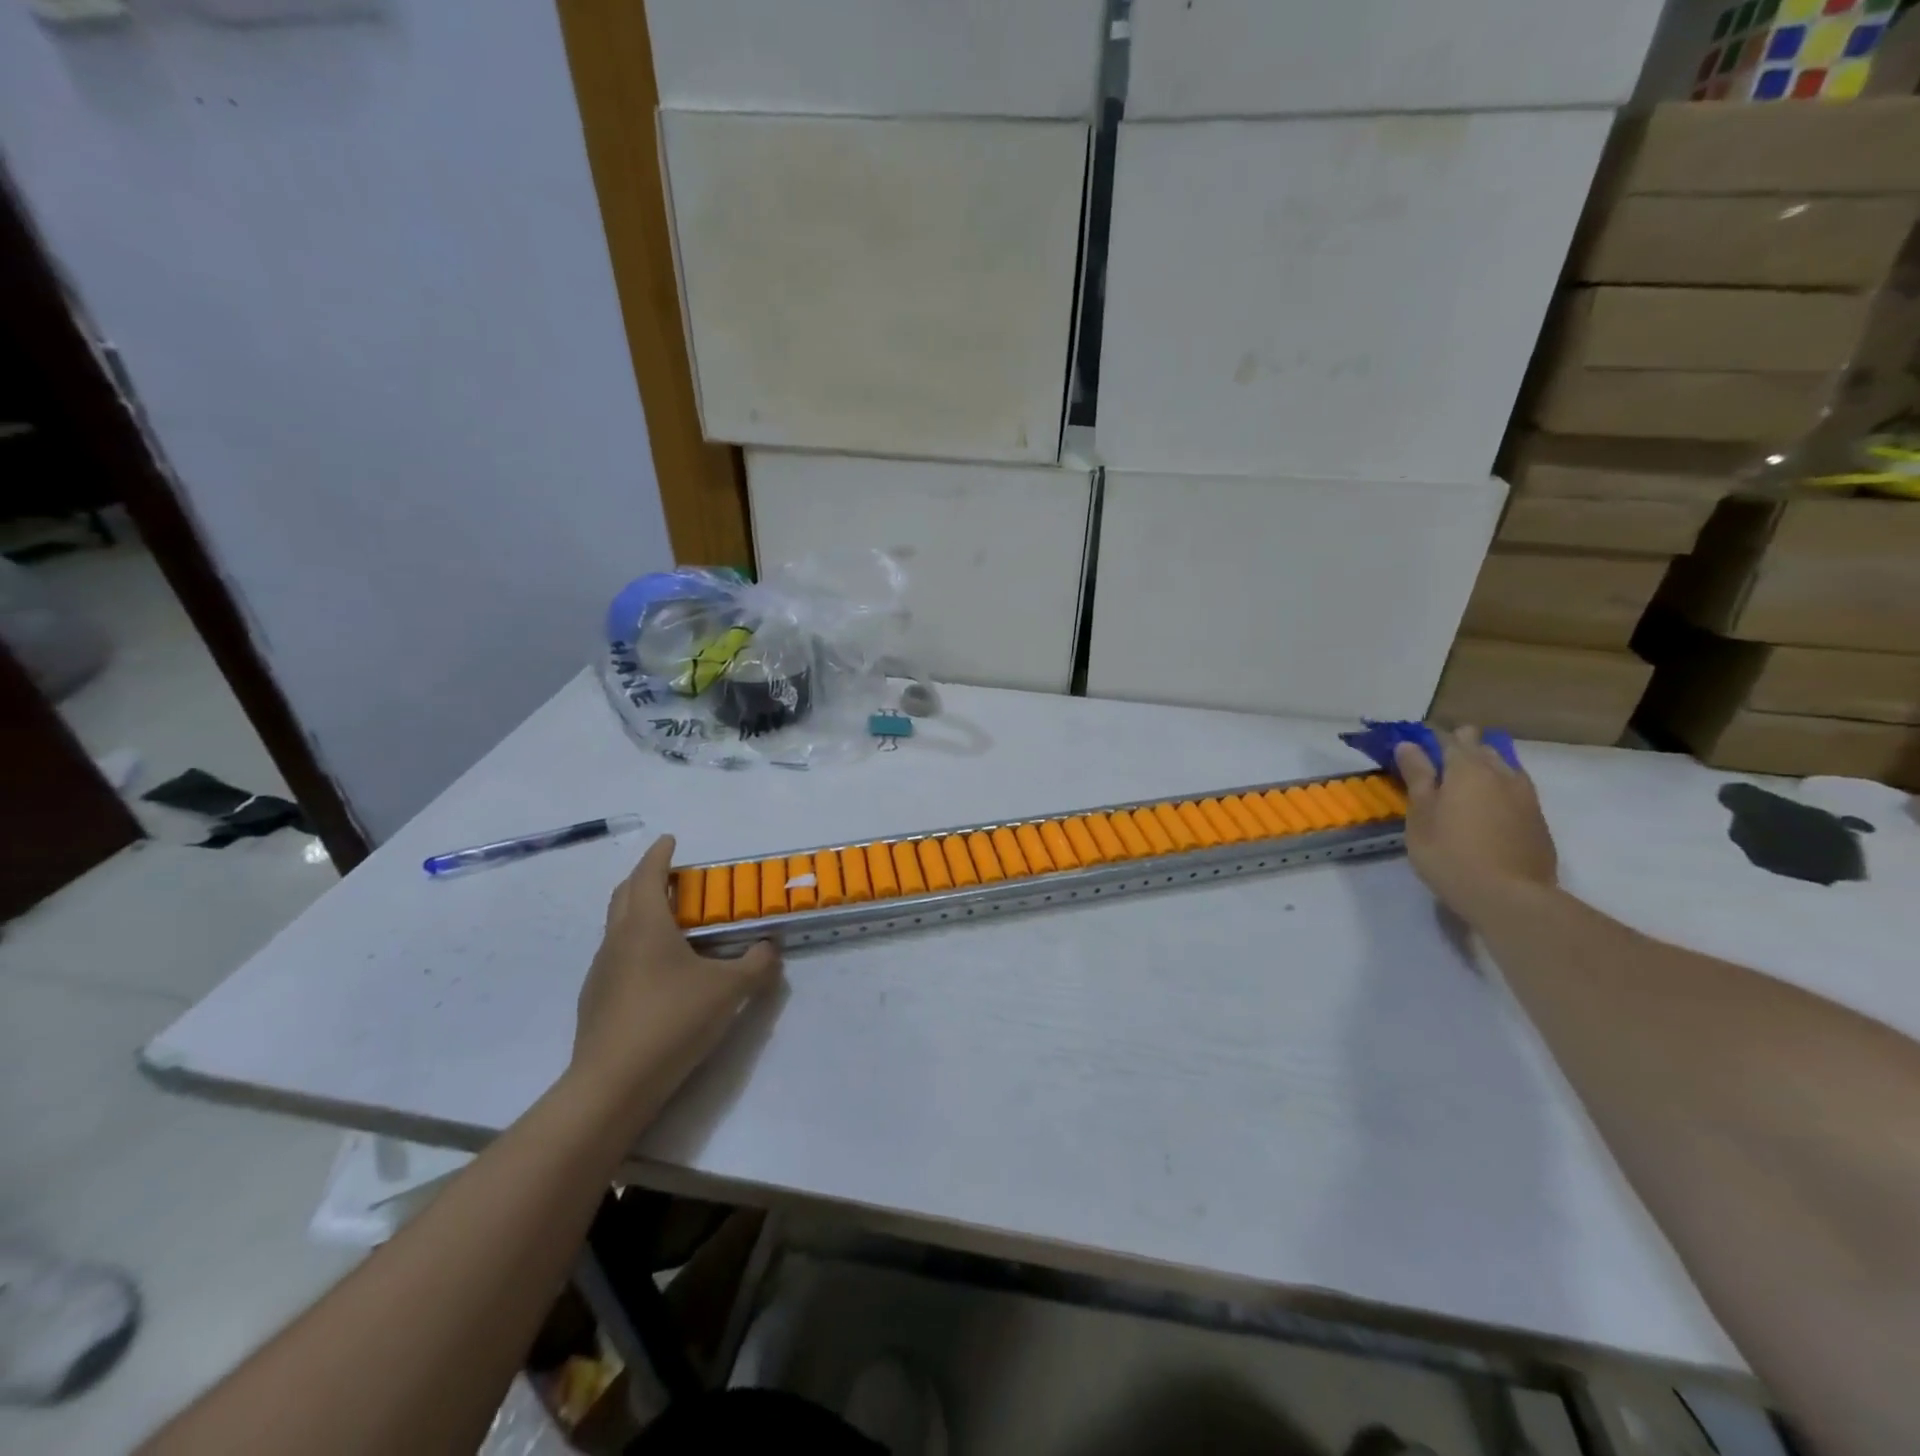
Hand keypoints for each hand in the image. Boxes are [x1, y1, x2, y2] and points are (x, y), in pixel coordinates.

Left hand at [569, 835, 781, 1112]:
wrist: (613, 1085)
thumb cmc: (672, 1020)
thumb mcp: (729, 990)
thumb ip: (756, 964)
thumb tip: (770, 949)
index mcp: (645, 925)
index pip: (648, 874)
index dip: (660, 854)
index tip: (670, 840)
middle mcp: (617, 940)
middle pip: (625, 894)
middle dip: (646, 877)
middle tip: (673, 877)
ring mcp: (601, 971)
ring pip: (617, 926)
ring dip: (640, 912)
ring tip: (670, 923)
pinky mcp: (596, 1000)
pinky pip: (617, 956)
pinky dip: (636, 946)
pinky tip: (657, 971)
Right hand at [1394, 726, 1557, 926]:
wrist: (1510, 896)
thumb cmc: (1450, 854)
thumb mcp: (1421, 815)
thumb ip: (1417, 777)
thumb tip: (1408, 745)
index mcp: (1467, 768)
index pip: (1448, 738)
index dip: (1430, 738)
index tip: (1413, 747)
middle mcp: (1500, 773)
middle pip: (1480, 746)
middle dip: (1459, 747)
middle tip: (1435, 767)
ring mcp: (1525, 794)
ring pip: (1502, 765)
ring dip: (1482, 766)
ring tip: (1462, 784)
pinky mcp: (1537, 817)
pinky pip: (1515, 787)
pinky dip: (1498, 787)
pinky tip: (1487, 806)